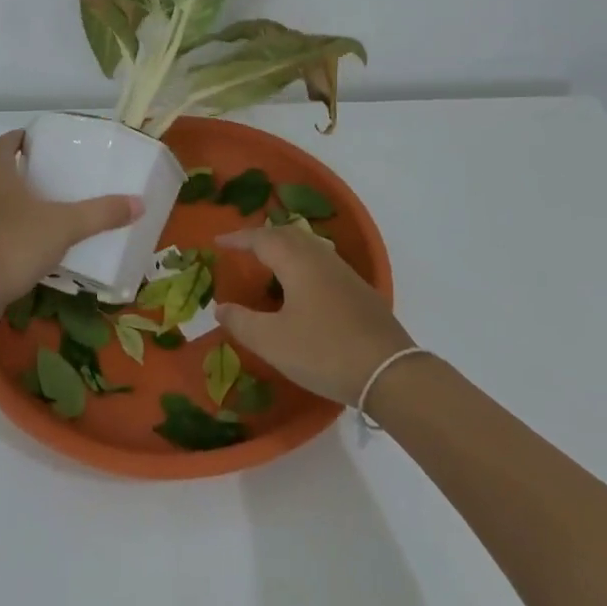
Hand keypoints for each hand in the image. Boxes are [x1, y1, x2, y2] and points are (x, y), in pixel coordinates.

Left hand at [0, 130, 141, 337]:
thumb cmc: (10, 247)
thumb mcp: (64, 227)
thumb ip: (101, 214)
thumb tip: (139, 202)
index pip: (4, 144)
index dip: (19, 137)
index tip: (38, 139)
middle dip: (24, 173)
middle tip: (55, 178)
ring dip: (17, 207)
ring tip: (49, 214)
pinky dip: (11, 235)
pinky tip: (33, 250)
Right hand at [213, 226, 415, 404]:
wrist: (389, 372)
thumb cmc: (324, 351)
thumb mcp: (273, 341)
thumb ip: (242, 322)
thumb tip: (220, 307)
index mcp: (297, 261)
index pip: (261, 238)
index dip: (238, 239)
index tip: (217, 241)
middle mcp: (320, 257)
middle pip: (287, 234)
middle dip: (262, 237)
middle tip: (243, 248)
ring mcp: (344, 272)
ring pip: (308, 245)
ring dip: (285, 247)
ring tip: (269, 261)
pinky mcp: (359, 290)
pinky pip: (322, 262)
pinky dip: (302, 262)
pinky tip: (302, 285)